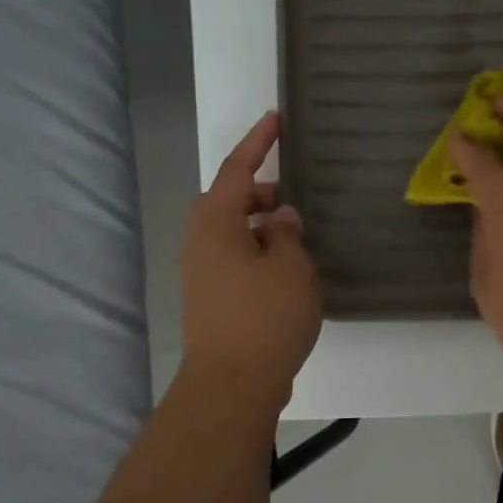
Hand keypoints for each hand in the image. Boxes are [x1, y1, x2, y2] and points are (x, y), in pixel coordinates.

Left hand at [178, 111, 320, 407]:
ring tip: (301, 236)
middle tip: (299, 196)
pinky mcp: (212, 298)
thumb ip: (288, 233)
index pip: (238, 168)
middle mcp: (201, 241)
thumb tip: (281, 219)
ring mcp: (202, 272)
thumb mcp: (290, 266)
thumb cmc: (264, 315)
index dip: (259, 141)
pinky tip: (290, 270)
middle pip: (232, 200)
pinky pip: (237, 258)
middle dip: (264, 192)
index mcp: (216, 222)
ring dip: (265, 226)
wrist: (232, 384)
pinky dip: (261, 252)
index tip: (277, 118)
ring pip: (235, 232)